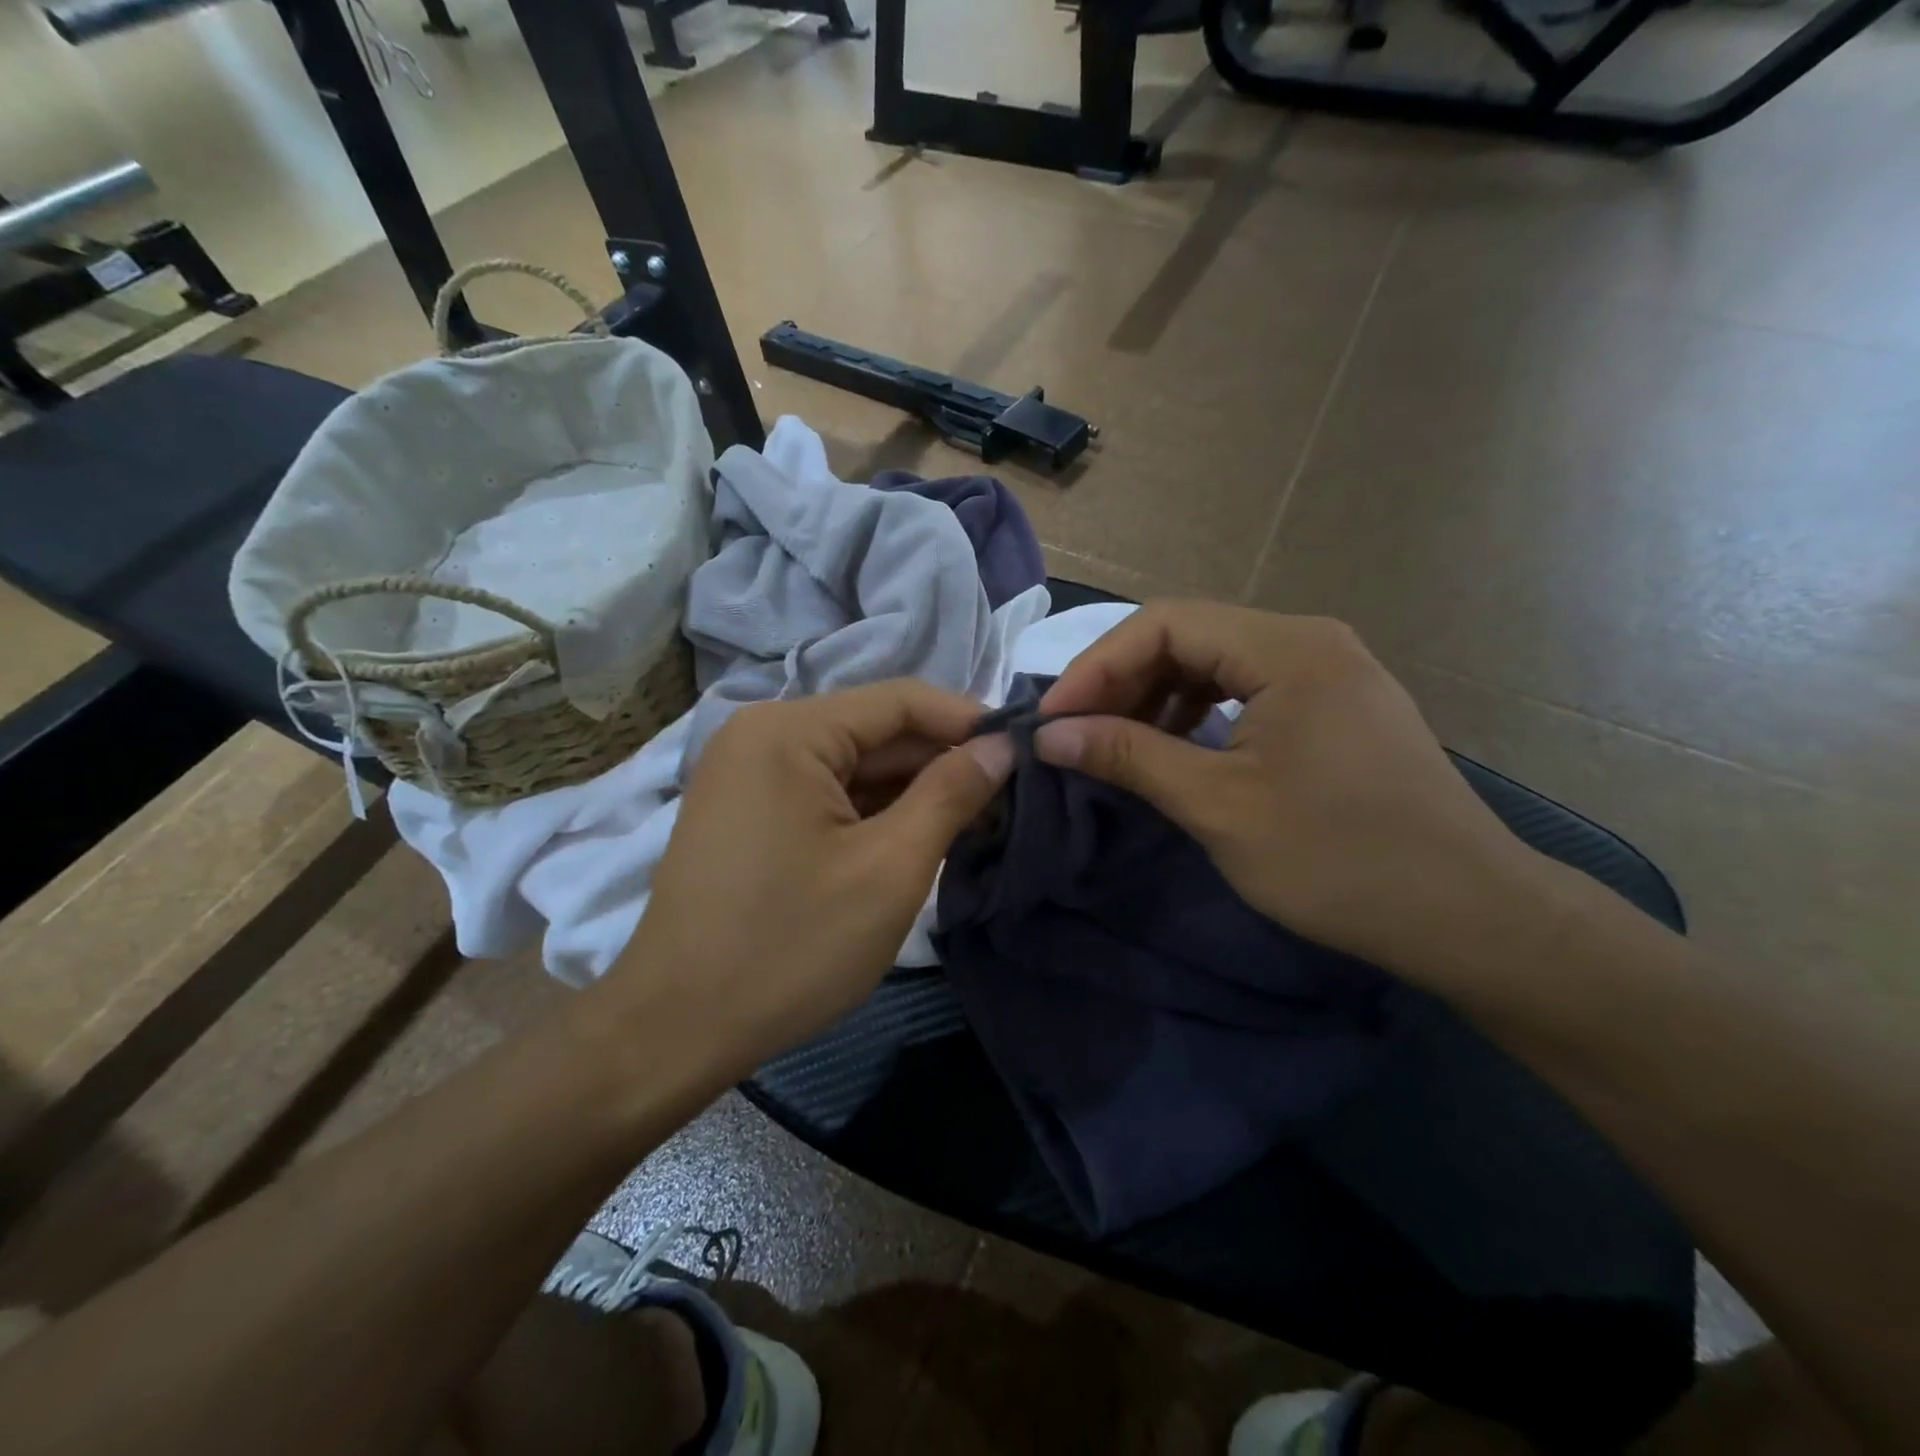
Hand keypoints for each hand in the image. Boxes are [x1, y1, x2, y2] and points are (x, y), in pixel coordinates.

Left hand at [611, 680, 1012, 1071]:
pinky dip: (873, 812)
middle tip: (1009, 800)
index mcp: (790, 731)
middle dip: (942, 762)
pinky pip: (826, 793)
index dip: (969, 721)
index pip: (901, 701)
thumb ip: (951, 794)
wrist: (675, 1029)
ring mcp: (749, 773)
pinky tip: (915, 839)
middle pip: (876, 731)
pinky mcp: (748, 811)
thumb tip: (1000, 747)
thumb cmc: (789, 947)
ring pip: (853, 765)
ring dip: (912, 791)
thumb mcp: (889, 869)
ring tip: (973, 824)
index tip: (1024, 753)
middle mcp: (762, 734)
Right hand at [1034, 600, 1547, 982]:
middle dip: (1122, 681)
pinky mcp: (1336, 705)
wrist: (1468, 916)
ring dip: (1156, 696)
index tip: (1051, 719)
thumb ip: (1128, 756)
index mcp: (1287, 648)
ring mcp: (1328, 671)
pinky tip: (1175, 749)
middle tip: (1075, 734)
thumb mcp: (1218, 806)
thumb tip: (1048, 734)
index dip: (1095, 667)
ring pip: (1215, 662)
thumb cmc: (1337, 859)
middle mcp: (1309, 640)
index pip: (1163, 624)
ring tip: (1116, 743)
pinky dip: (1197, 713)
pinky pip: (1247, 688)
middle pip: (1188, 635)